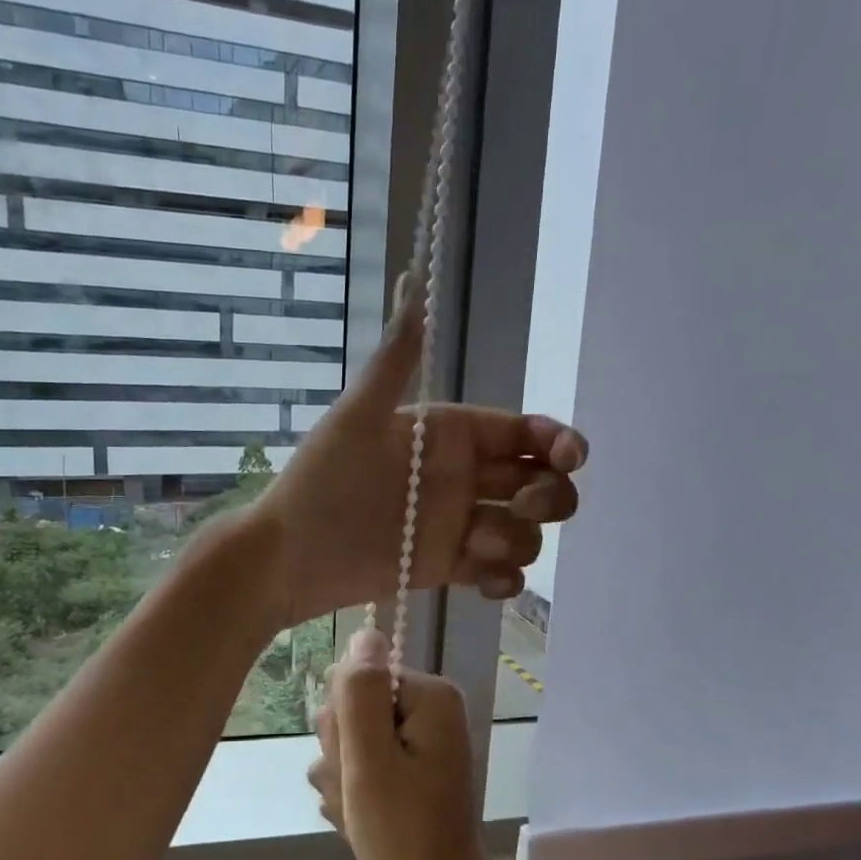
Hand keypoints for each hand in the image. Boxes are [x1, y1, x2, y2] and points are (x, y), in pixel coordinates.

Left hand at [254, 276, 586, 626]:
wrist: (292, 555)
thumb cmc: (321, 481)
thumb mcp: (358, 415)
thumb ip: (395, 357)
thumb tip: (413, 278)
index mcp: (450, 436)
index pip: (523, 432)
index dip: (556, 441)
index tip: (569, 457)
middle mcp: (463, 478)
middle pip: (539, 482)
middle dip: (548, 494)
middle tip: (523, 505)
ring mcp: (459, 525)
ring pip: (525, 530)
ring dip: (517, 540)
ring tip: (475, 546)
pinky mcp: (451, 567)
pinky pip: (501, 574)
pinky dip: (505, 580)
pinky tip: (484, 581)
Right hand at [308, 629, 502, 859]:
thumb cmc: (401, 835)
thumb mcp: (369, 761)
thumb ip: (360, 693)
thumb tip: (364, 633)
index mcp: (431, 697)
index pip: (357, 680)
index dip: (343, 725)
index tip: (354, 765)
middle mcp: (429, 712)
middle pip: (353, 710)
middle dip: (342, 755)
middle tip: (360, 793)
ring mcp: (418, 743)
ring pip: (349, 743)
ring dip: (342, 780)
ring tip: (361, 814)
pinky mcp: (407, 772)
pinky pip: (360, 768)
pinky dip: (353, 796)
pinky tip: (361, 823)